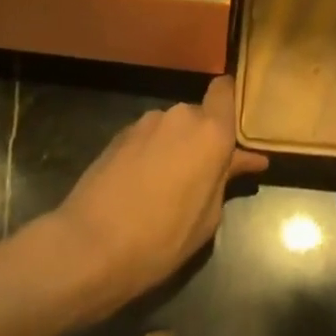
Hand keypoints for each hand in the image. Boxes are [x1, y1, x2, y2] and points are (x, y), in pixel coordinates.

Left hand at [51, 76, 268, 304]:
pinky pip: (148, 137)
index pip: (226, 89)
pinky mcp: (120, 133)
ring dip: (175, 147)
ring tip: (166, 186)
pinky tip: (141, 185)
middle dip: (201, 139)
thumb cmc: (161, 239)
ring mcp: (147, 121)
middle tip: (200, 175)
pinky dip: (150, 153)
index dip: (230, 103)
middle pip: (199, 115)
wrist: (90, 245)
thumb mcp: (207, 219)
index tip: (233, 128)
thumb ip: (226, 179)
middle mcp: (181, 115)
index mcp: (210, 132)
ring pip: (172, 127)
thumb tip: (246, 159)